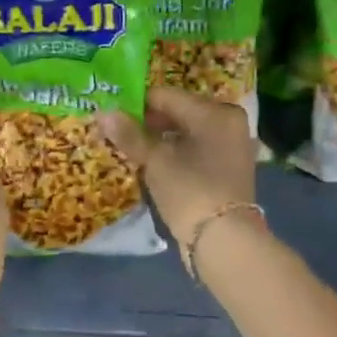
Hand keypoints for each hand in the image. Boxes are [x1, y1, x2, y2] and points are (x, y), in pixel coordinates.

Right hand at [97, 87, 256, 246]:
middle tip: (118, 133)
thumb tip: (103, 113)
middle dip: (148, 123)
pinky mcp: (229, 169)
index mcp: (216, 112)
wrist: (225, 240)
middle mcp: (229, 122)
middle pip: (179, 113)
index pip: (166, 96)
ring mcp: (232, 146)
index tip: (111, 114)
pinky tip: (154, 164)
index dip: (136, 104)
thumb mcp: (156, 161)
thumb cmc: (190, 191)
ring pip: (187, 133)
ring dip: (161, 140)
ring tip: (132, 150)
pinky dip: (177, 154)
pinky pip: (197, 150)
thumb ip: (130, 135)